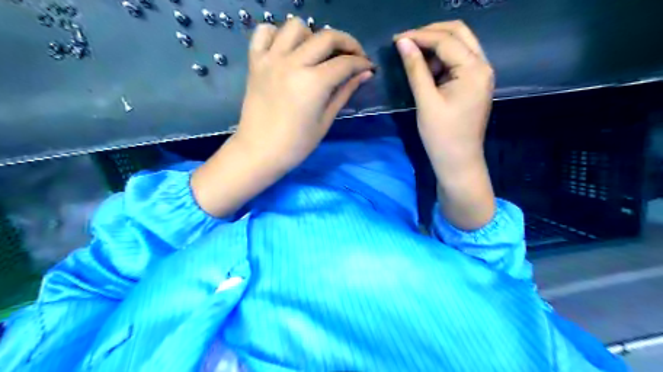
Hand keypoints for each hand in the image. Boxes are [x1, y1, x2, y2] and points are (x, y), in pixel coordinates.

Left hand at [192, 19, 371, 216]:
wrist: (259, 152)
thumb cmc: (296, 144)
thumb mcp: (325, 120)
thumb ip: (344, 92)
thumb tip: (365, 74)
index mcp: (313, 83)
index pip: (345, 63)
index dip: (361, 63)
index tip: (368, 68)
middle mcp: (292, 63)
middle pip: (326, 37)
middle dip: (347, 43)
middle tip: (353, 57)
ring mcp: (271, 60)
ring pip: (296, 26)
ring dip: (313, 35)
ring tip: (318, 54)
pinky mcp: (255, 62)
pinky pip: (264, 32)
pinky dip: (277, 34)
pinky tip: (287, 49)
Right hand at [392, 22, 496, 231]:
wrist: (458, 163)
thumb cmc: (442, 136)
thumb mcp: (426, 102)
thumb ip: (415, 69)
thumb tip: (402, 43)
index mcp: (474, 70)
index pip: (446, 40)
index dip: (419, 36)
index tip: (396, 39)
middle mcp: (483, 66)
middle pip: (458, 33)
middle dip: (431, 33)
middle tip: (406, 42)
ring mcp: (481, 74)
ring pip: (459, 45)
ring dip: (436, 46)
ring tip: (414, 60)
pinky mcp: (474, 84)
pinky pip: (458, 61)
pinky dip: (441, 60)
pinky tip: (427, 71)